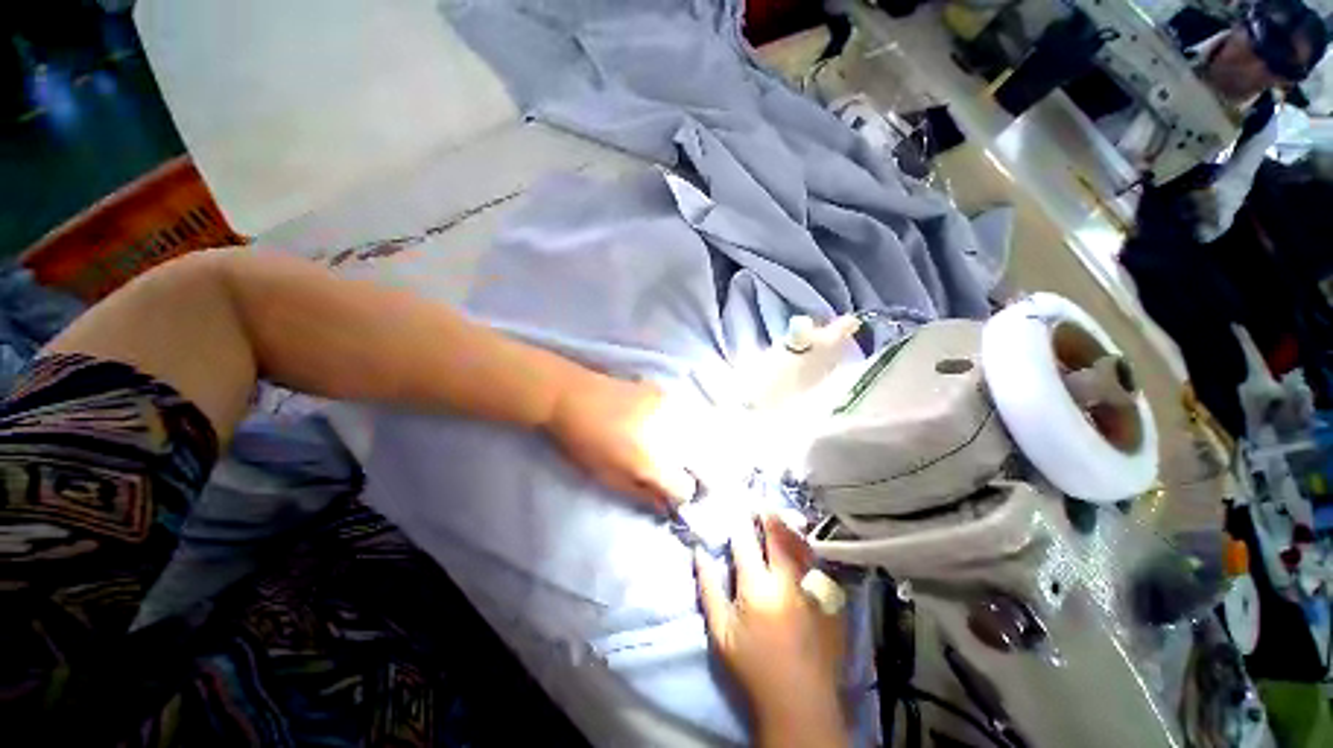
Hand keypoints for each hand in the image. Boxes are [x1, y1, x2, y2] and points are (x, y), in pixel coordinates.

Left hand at [543, 370, 697, 511]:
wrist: (572, 396)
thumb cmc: (584, 443)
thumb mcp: (609, 478)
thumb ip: (643, 494)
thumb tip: (666, 504)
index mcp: (653, 463)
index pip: (686, 488)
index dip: (675, 492)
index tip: (663, 488)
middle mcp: (670, 437)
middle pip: (692, 461)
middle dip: (678, 467)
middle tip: (656, 462)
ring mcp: (669, 410)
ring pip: (689, 437)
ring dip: (678, 445)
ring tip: (652, 440)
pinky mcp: (664, 393)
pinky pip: (678, 416)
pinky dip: (671, 424)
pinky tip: (651, 420)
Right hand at [696, 514, 847, 747]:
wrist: (799, 701)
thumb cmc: (753, 666)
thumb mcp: (721, 631)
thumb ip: (708, 588)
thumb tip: (699, 553)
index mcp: (757, 587)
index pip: (745, 542)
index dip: (739, 521)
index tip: (736, 507)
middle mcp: (787, 581)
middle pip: (777, 536)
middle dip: (767, 515)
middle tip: (760, 502)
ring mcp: (812, 589)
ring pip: (800, 545)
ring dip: (788, 527)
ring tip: (780, 515)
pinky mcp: (830, 600)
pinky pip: (817, 565)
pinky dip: (806, 550)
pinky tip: (801, 545)